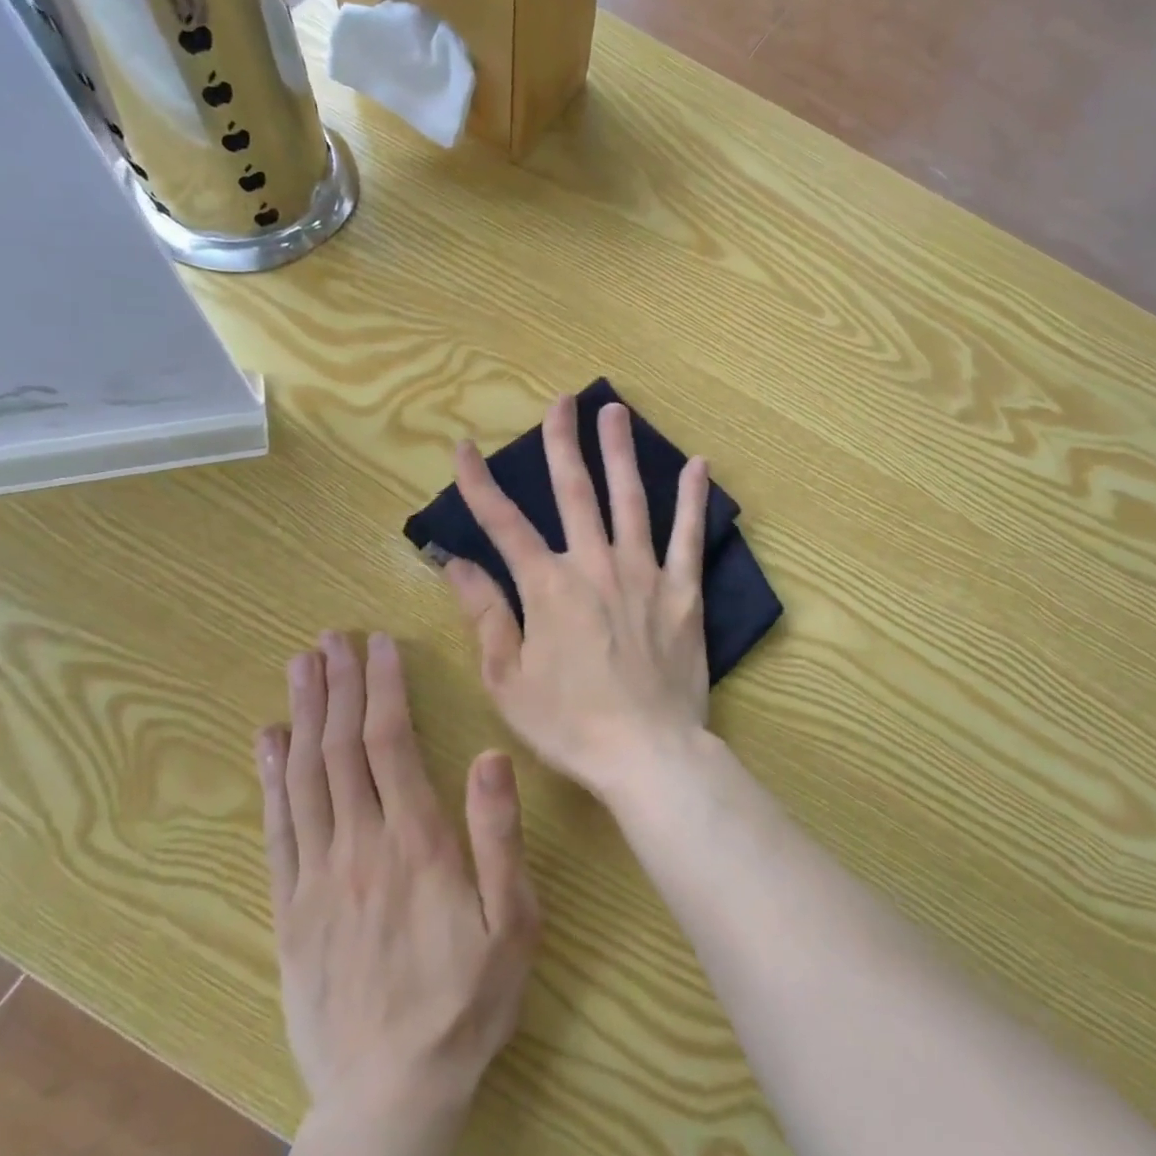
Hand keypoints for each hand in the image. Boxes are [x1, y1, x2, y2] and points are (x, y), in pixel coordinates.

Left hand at [257, 631, 539, 1149]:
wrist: (389, 1096)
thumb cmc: (466, 1000)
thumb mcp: (512, 920)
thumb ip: (498, 835)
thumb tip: (489, 755)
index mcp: (416, 842)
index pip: (391, 744)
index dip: (383, 688)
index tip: (379, 645)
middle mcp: (360, 846)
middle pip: (341, 748)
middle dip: (338, 685)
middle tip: (331, 637)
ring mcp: (317, 876)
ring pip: (304, 777)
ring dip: (303, 715)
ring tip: (300, 666)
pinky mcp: (289, 908)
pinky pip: (276, 828)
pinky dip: (270, 777)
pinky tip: (268, 741)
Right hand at [445, 396, 712, 802]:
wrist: (646, 752)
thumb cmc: (569, 723)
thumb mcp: (508, 678)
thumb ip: (485, 614)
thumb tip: (457, 564)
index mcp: (547, 587)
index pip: (504, 524)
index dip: (480, 483)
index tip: (465, 446)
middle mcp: (594, 565)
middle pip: (574, 492)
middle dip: (563, 444)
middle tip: (562, 403)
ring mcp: (643, 573)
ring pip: (629, 499)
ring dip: (621, 453)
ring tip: (617, 412)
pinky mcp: (682, 591)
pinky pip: (689, 536)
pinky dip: (693, 499)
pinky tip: (699, 465)